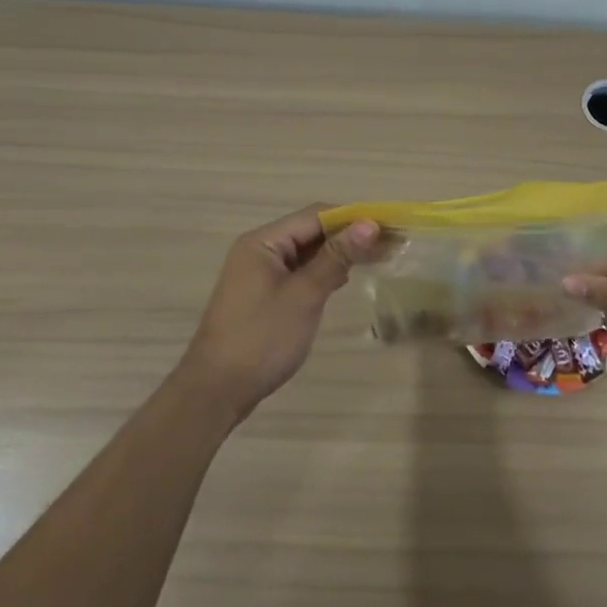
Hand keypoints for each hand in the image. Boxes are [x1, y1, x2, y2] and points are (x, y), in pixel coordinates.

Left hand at [176, 206, 378, 423]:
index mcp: (264, 242)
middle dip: (349, 236)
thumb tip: (369, 224)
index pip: (316, 215)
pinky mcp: (263, 295)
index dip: (353, 218)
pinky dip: (322, 272)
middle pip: (311, 231)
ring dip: (338, 254)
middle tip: (390, 246)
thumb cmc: (262, 338)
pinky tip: (343, 280)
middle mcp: (260, 249)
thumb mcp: (304, 295)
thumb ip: (336, 257)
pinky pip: (298, 272)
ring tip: (377, 259)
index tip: (389, 228)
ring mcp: (259, 273)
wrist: (216, 390)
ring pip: (306, 252)